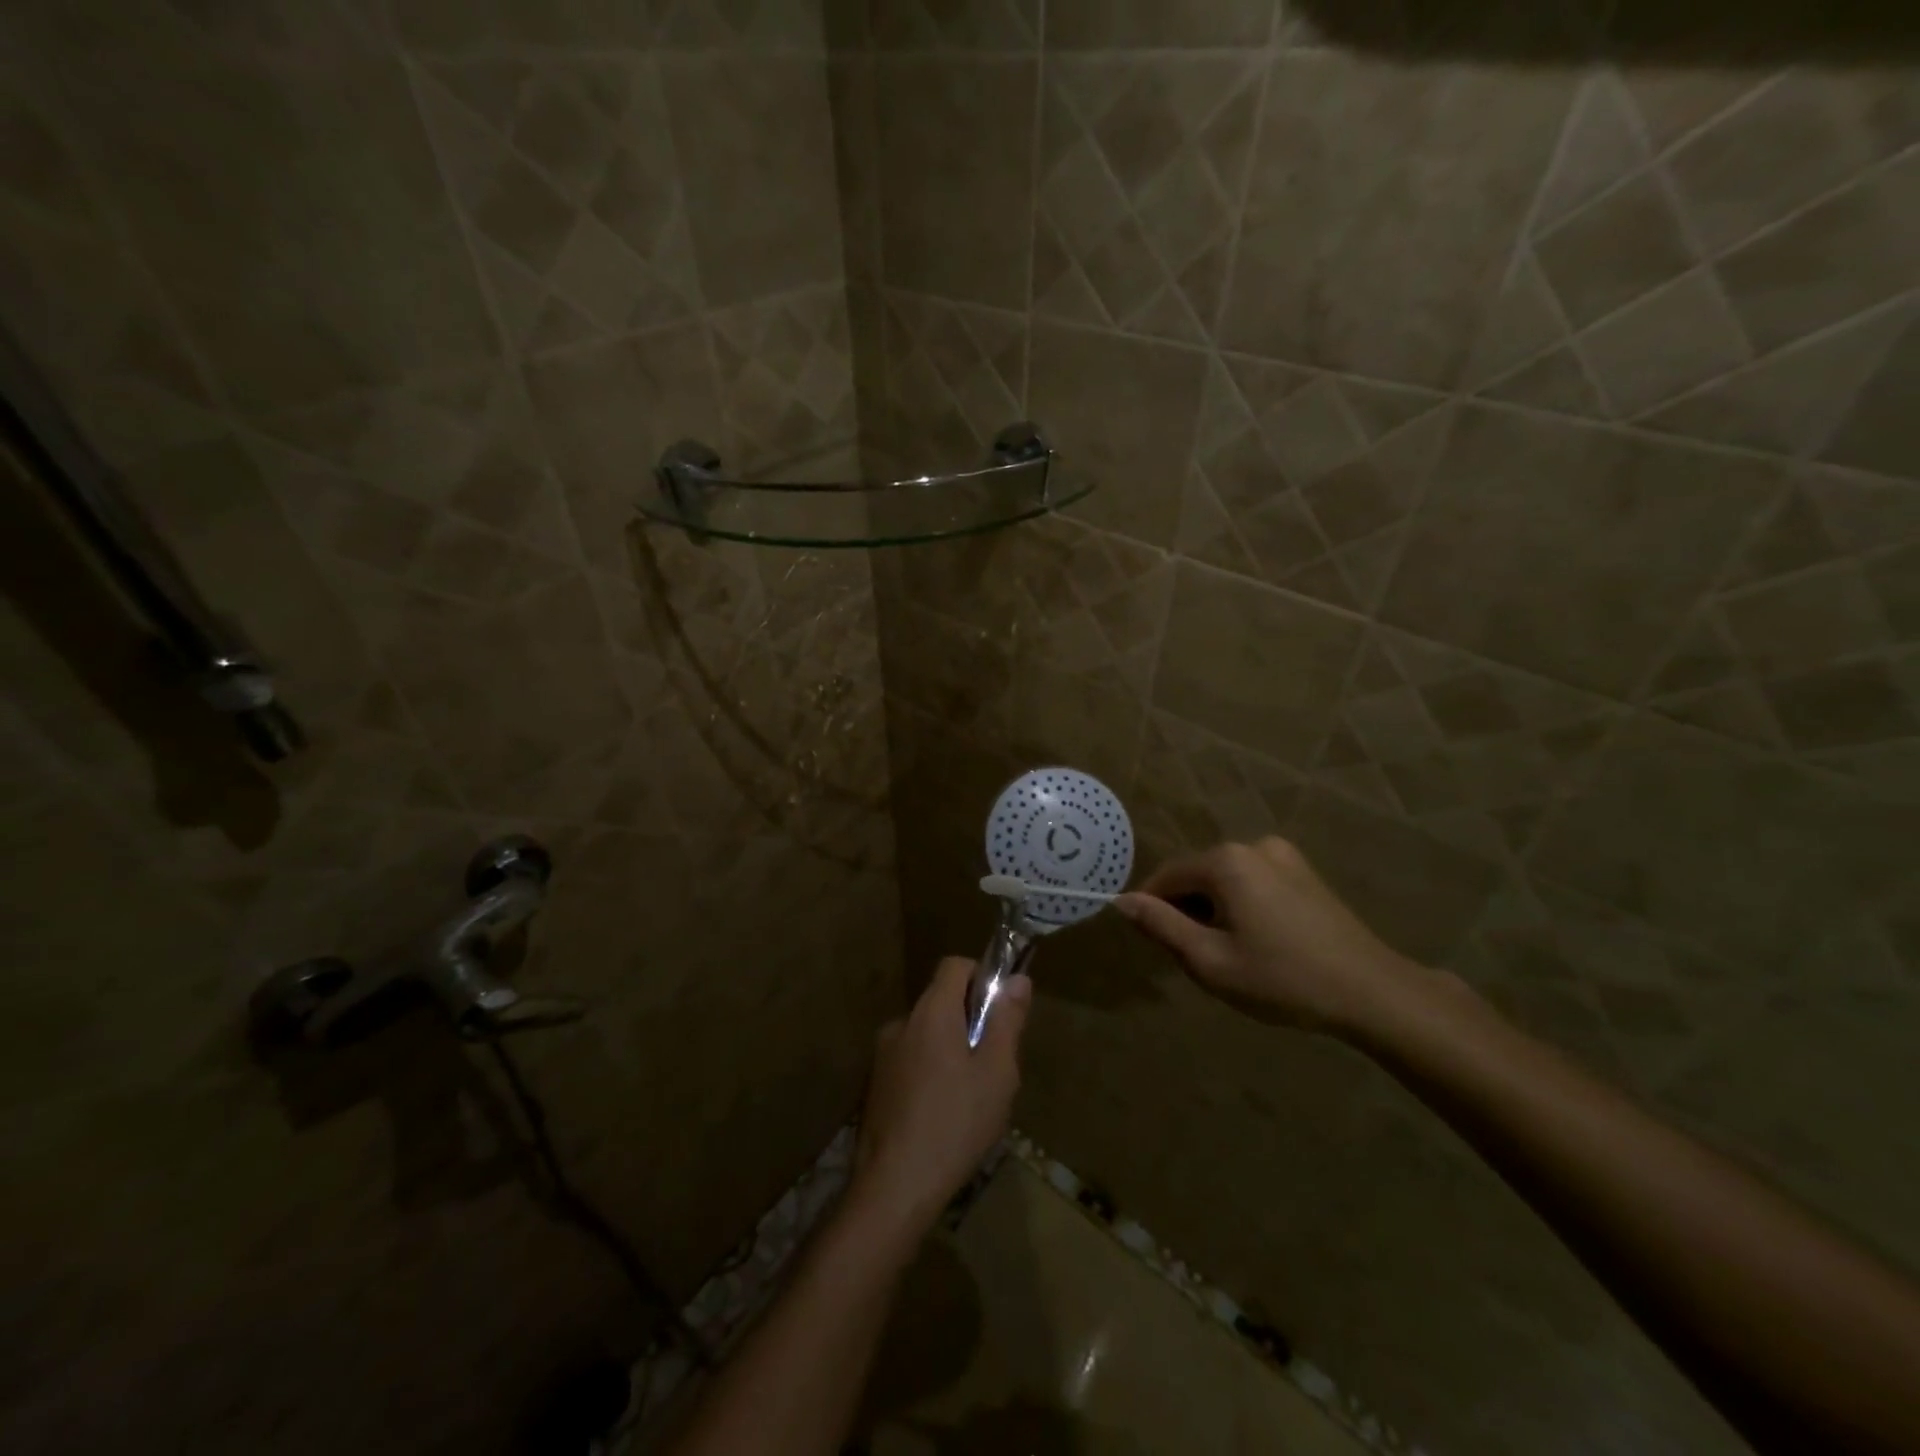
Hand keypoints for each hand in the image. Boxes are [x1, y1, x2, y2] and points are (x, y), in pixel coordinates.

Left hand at [852, 956, 1029, 1234]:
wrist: (894, 1186)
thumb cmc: (955, 1123)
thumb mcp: (997, 1073)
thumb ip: (1007, 1021)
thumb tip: (1018, 979)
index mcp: (931, 1013)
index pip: (954, 966)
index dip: (981, 976)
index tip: (1000, 1010)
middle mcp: (902, 1023)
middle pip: (940, 1001)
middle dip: (969, 1020)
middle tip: (993, 1064)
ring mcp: (883, 1055)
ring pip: (926, 1035)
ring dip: (948, 1049)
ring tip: (970, 1097)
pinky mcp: (874, 1085)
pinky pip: (910, 1061)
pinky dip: (929, 1072)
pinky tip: (942, 1115)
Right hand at [1114, 837, 1425, 1036]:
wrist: (1372, 992)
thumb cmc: (1283, 979)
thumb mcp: (1210, 960)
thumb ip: (1161, 926)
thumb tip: (1122, 901)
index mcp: (1226, 861)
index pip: (1166, 877)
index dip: (1152, 909)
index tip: (1156, 946)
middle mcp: (1252, 845)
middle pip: (1196, 875)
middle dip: (1188, 911)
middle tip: (1200, 959)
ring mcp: (1283, 855)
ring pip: (1225, 880)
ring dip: (1215, 910)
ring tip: (1233, 955)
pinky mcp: (1303, 871)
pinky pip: (1253, 881)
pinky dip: (1242, 905)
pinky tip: (1261, 942)